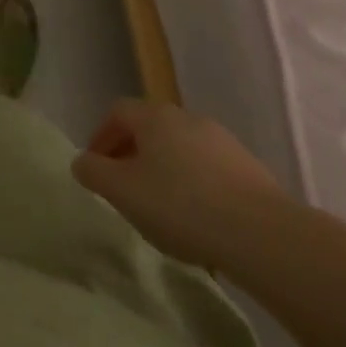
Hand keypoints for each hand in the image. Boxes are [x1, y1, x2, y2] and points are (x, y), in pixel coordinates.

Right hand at [72, 100, 293, 269]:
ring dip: (165, 169)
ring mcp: (222, 141)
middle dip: (132, 153)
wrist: (263, 234)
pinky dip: (194, 185)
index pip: (117, 112)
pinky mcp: (249, 168)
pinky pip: (208, 169)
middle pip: (150, 128)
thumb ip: (93, 172)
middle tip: (125, 188)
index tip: (97, 168)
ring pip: (180, 148)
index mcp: (154, 116)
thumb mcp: (122, 192)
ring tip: (161, 208)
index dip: (101, 136)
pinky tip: (198, 219)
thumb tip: (82, 161)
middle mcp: (187, 118)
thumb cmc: (181, 205)